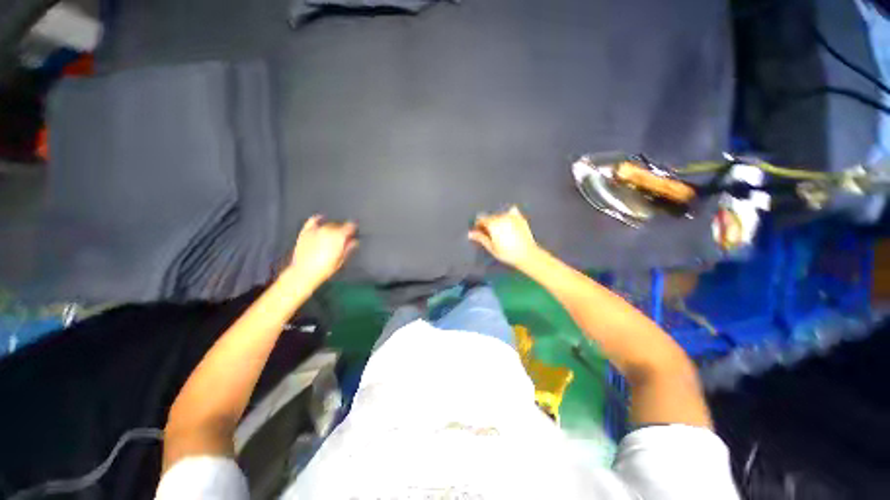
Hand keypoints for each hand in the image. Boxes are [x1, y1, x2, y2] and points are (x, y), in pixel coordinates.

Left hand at [287, 215, 357, 286]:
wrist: (304, 272)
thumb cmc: (324, 268)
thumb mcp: (341, 260)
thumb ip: (348, 248)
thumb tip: (354, 241)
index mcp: (338, 236)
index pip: (350, 226)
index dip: (353, 229)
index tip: (354, 233)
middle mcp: (328, 230)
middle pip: (339, 225)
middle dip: (342, 230)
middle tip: (343, 238)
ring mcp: (315, 230)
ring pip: (328, 224)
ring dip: (332, 228)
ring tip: (333, 235)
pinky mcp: (305, 231)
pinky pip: (313, 221)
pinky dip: (318, 219)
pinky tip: (321, 219)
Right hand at [468, 206, 541, 267]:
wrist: (527, 254)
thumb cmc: (507, 253)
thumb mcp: (491, 247)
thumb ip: (480, 238)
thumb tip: (470, 234)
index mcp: (493, 223)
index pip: (481, 219)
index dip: (478, 225)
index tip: (479, 233)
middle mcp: (502, 216)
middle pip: (490, 216)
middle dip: (488, 223)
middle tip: (490, 234)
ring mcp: (512, 216)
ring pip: (500, 215)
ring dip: (497, 220)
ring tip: (501, 232)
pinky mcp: (520, 218)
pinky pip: (511, 212)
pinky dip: (508, 216)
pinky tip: (509, 224)